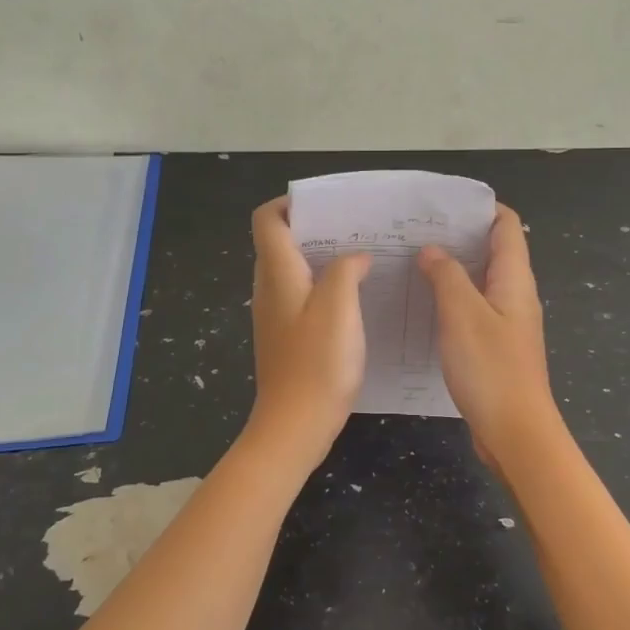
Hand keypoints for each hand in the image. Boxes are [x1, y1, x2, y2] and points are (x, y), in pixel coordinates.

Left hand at [245, 196, 371, 467]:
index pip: (267, 220)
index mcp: (278, 274)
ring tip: (361, 258)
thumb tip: (355, 257)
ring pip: (293, 270)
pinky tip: (354, 298)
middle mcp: (269, 289)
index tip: (328, 206)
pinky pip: (301, 296)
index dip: (290, 204)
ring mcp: (275, 315)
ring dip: (322, 258)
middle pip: (280, 242)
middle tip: (355, 228)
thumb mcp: (339, 308)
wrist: (294, 426)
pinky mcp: (286, 336)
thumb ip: (346, 271)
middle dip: (314, 228)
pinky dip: (323, 286)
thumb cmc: (317, 364)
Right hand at [418, 205, 564, 469]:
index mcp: (514, 279)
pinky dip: (453, 299)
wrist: (516, 432)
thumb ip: (447, 276)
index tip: (443, 204)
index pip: (506, 226)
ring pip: (481, 282)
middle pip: (493, 251)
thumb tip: (433, 250)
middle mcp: (516, 295)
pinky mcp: (497, 347)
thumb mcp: (462, 315)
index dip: (480, 208)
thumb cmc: (491, 369)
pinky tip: (425, 305)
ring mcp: (508, 323)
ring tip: (415, 261)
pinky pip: (475, 309)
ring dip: (453, 268)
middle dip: (459, 236)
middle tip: (417, 231)